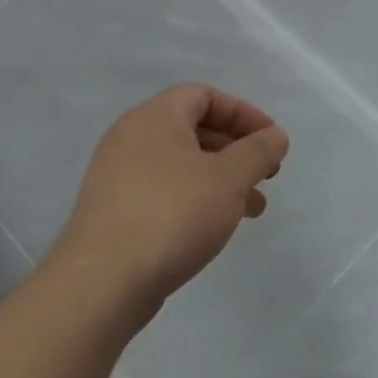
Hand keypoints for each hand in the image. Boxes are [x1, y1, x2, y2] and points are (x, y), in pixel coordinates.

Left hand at [48, 86, 288, 313]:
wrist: (102, 281)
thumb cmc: (173, 214)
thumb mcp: (229, 178)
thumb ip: (258, 151)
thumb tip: (276, 135)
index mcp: (155, 117)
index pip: (204, 95)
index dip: (244, 113)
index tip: (271, 141)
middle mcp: (131, 137)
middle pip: (193, 128)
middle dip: (236, 150)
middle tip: (267, 176)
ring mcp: (117, 175)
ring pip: (181, 164)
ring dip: (220, 179)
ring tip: (252, 210)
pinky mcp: (113, 210)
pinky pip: (163, 190)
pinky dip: (194, 198)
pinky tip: (214, 227)